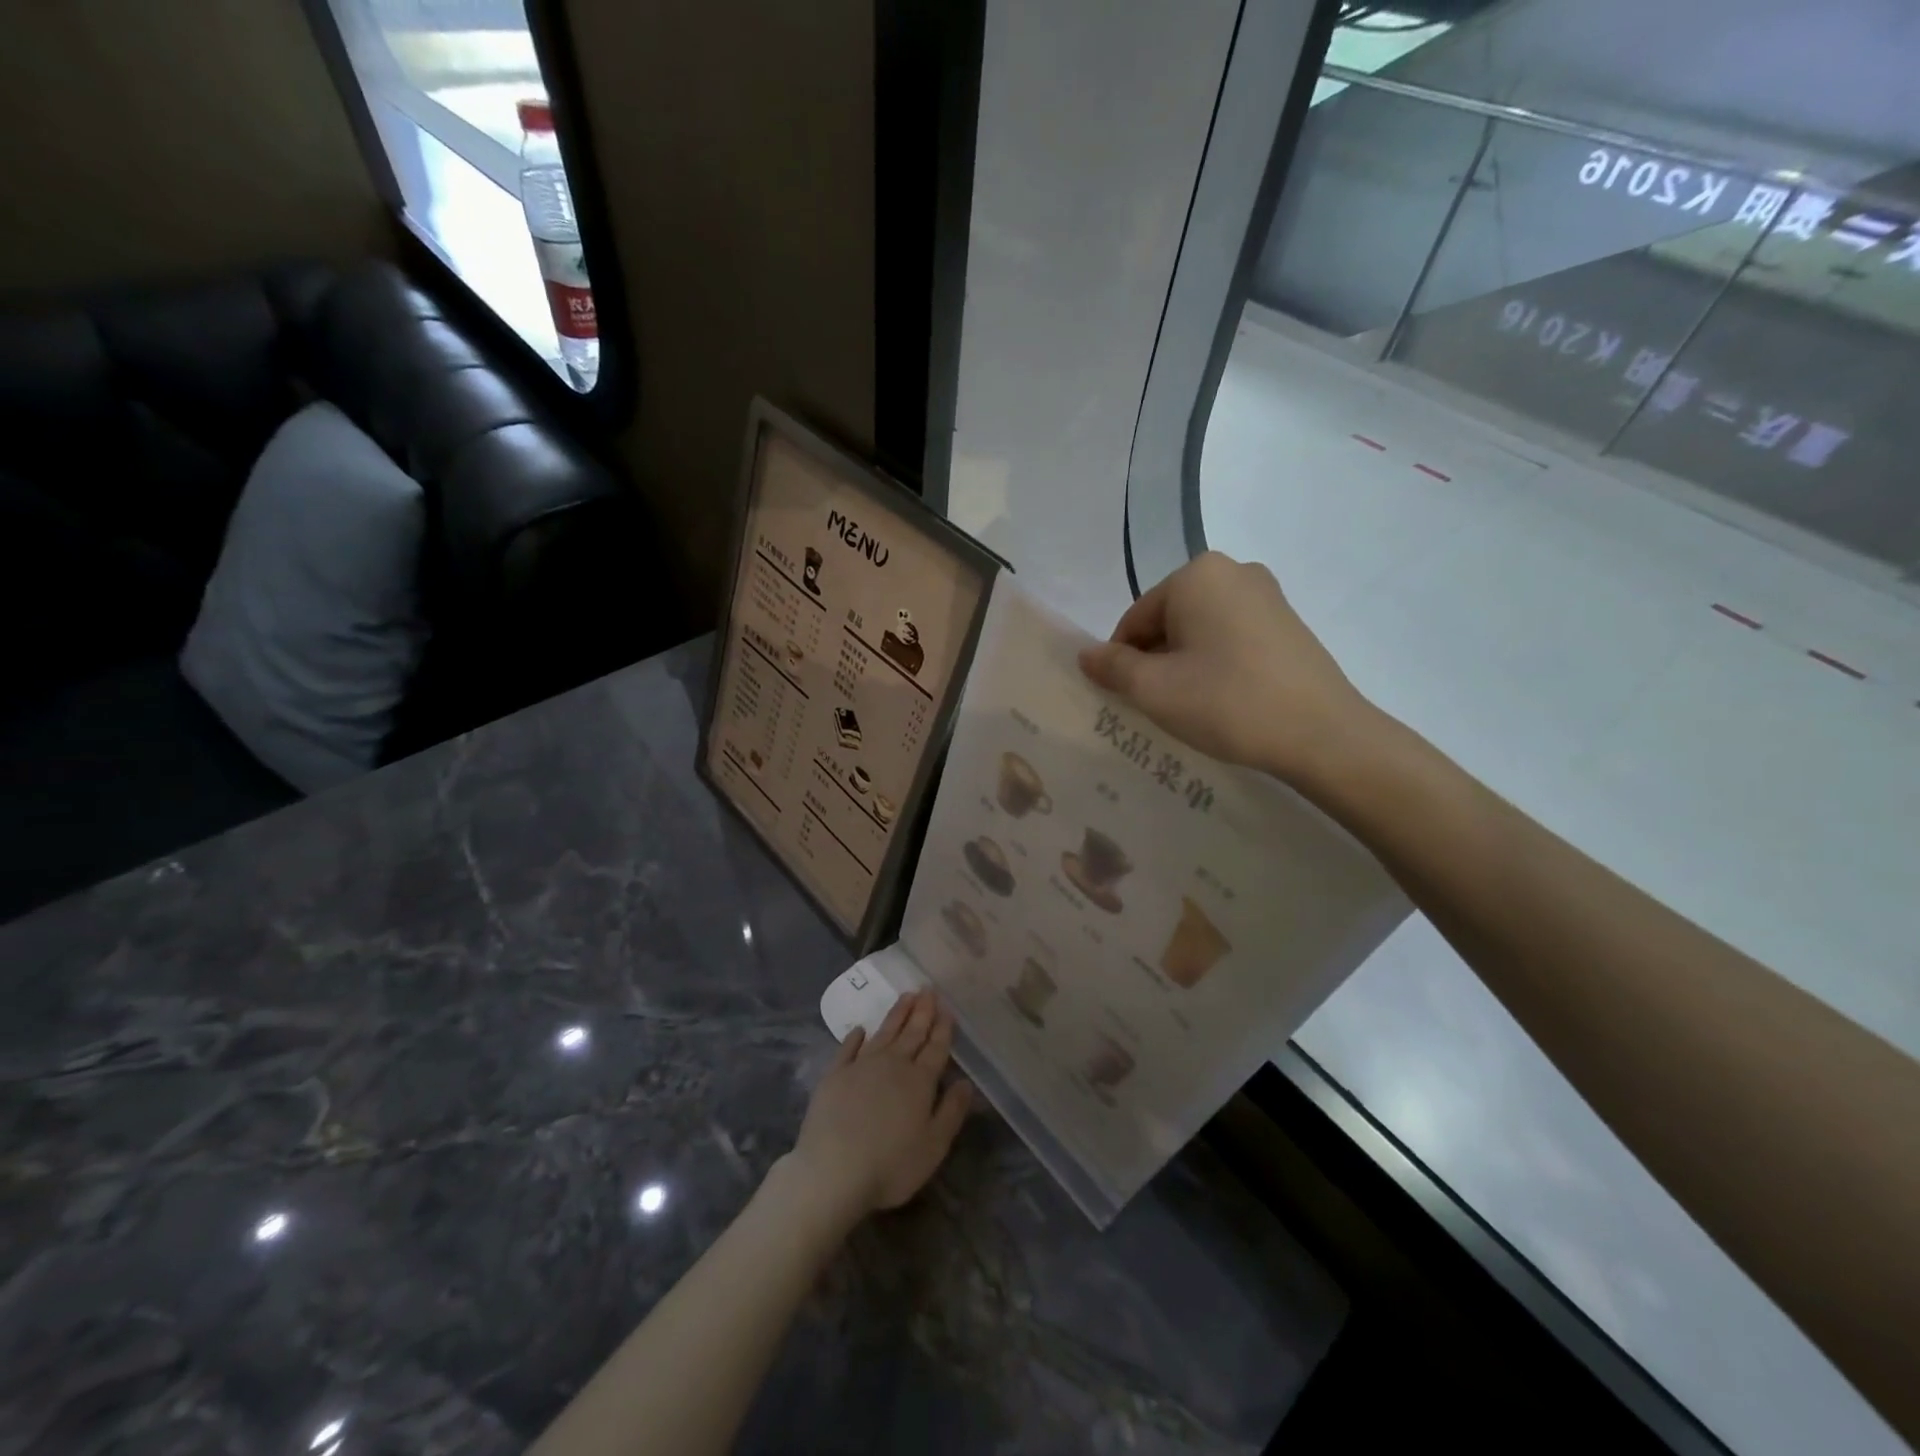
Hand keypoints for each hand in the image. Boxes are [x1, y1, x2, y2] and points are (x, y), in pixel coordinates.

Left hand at [782, 990, 972, 1223]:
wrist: (833, 1171)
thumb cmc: (890, 1166)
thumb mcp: (934, 1146)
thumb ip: (952, 1111)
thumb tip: (966, 1082)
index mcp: (919, 1081)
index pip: (935, 1048)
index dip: (943, 1028)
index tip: (947, 1008)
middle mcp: (892, 1064)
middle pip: (911, 1033)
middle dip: (922, 1011)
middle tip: (928, 989)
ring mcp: (861, 1066)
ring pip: (884, 1033)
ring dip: (897, 1014)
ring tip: (906, 996)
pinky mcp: (834, 1075)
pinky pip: (848, 1048)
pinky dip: (855, 1037)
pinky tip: (860, 1029)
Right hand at [1078, 552, 1377, 783]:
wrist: (1322, 734)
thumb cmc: (1226, 702)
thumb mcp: (1154, 689)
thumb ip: (1112, 667)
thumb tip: (1086, 655)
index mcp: (1197, 575)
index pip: (1136, 619)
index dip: (1123, 661)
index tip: (1129, 699)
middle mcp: (1234, 572)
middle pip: (1169, 621)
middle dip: (1156, 661)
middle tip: (1159, 706)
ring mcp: (1268, 596)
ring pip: (1201, 631)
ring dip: (1185, 665)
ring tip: (1192, 707)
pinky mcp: (1289, 623)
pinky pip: (1232, 638)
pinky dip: (1217, 665)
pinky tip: (1224, 700)